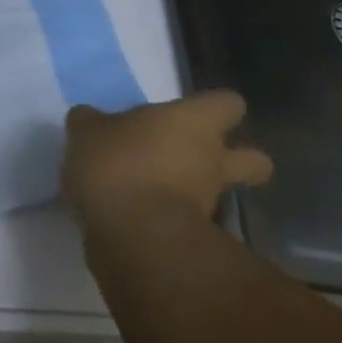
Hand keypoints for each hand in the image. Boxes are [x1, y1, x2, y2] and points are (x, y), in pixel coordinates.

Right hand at [62, 90, 272, 227]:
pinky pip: (191, 222)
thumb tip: (90, 118)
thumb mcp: (87, 132)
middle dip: (236, 160)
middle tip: (194, 158)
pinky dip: (172, 218)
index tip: (187, 114)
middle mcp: (212, 159)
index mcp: (192, 122)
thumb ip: (92, 122)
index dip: (212, 108)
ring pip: (221, 194)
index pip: (228, 104)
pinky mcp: (196, 238)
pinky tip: (140, 216)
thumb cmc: (117, 164)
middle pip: (254, 159)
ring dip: (198, 192)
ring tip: (157, 190)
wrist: (132, 236)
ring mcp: (209, 203)